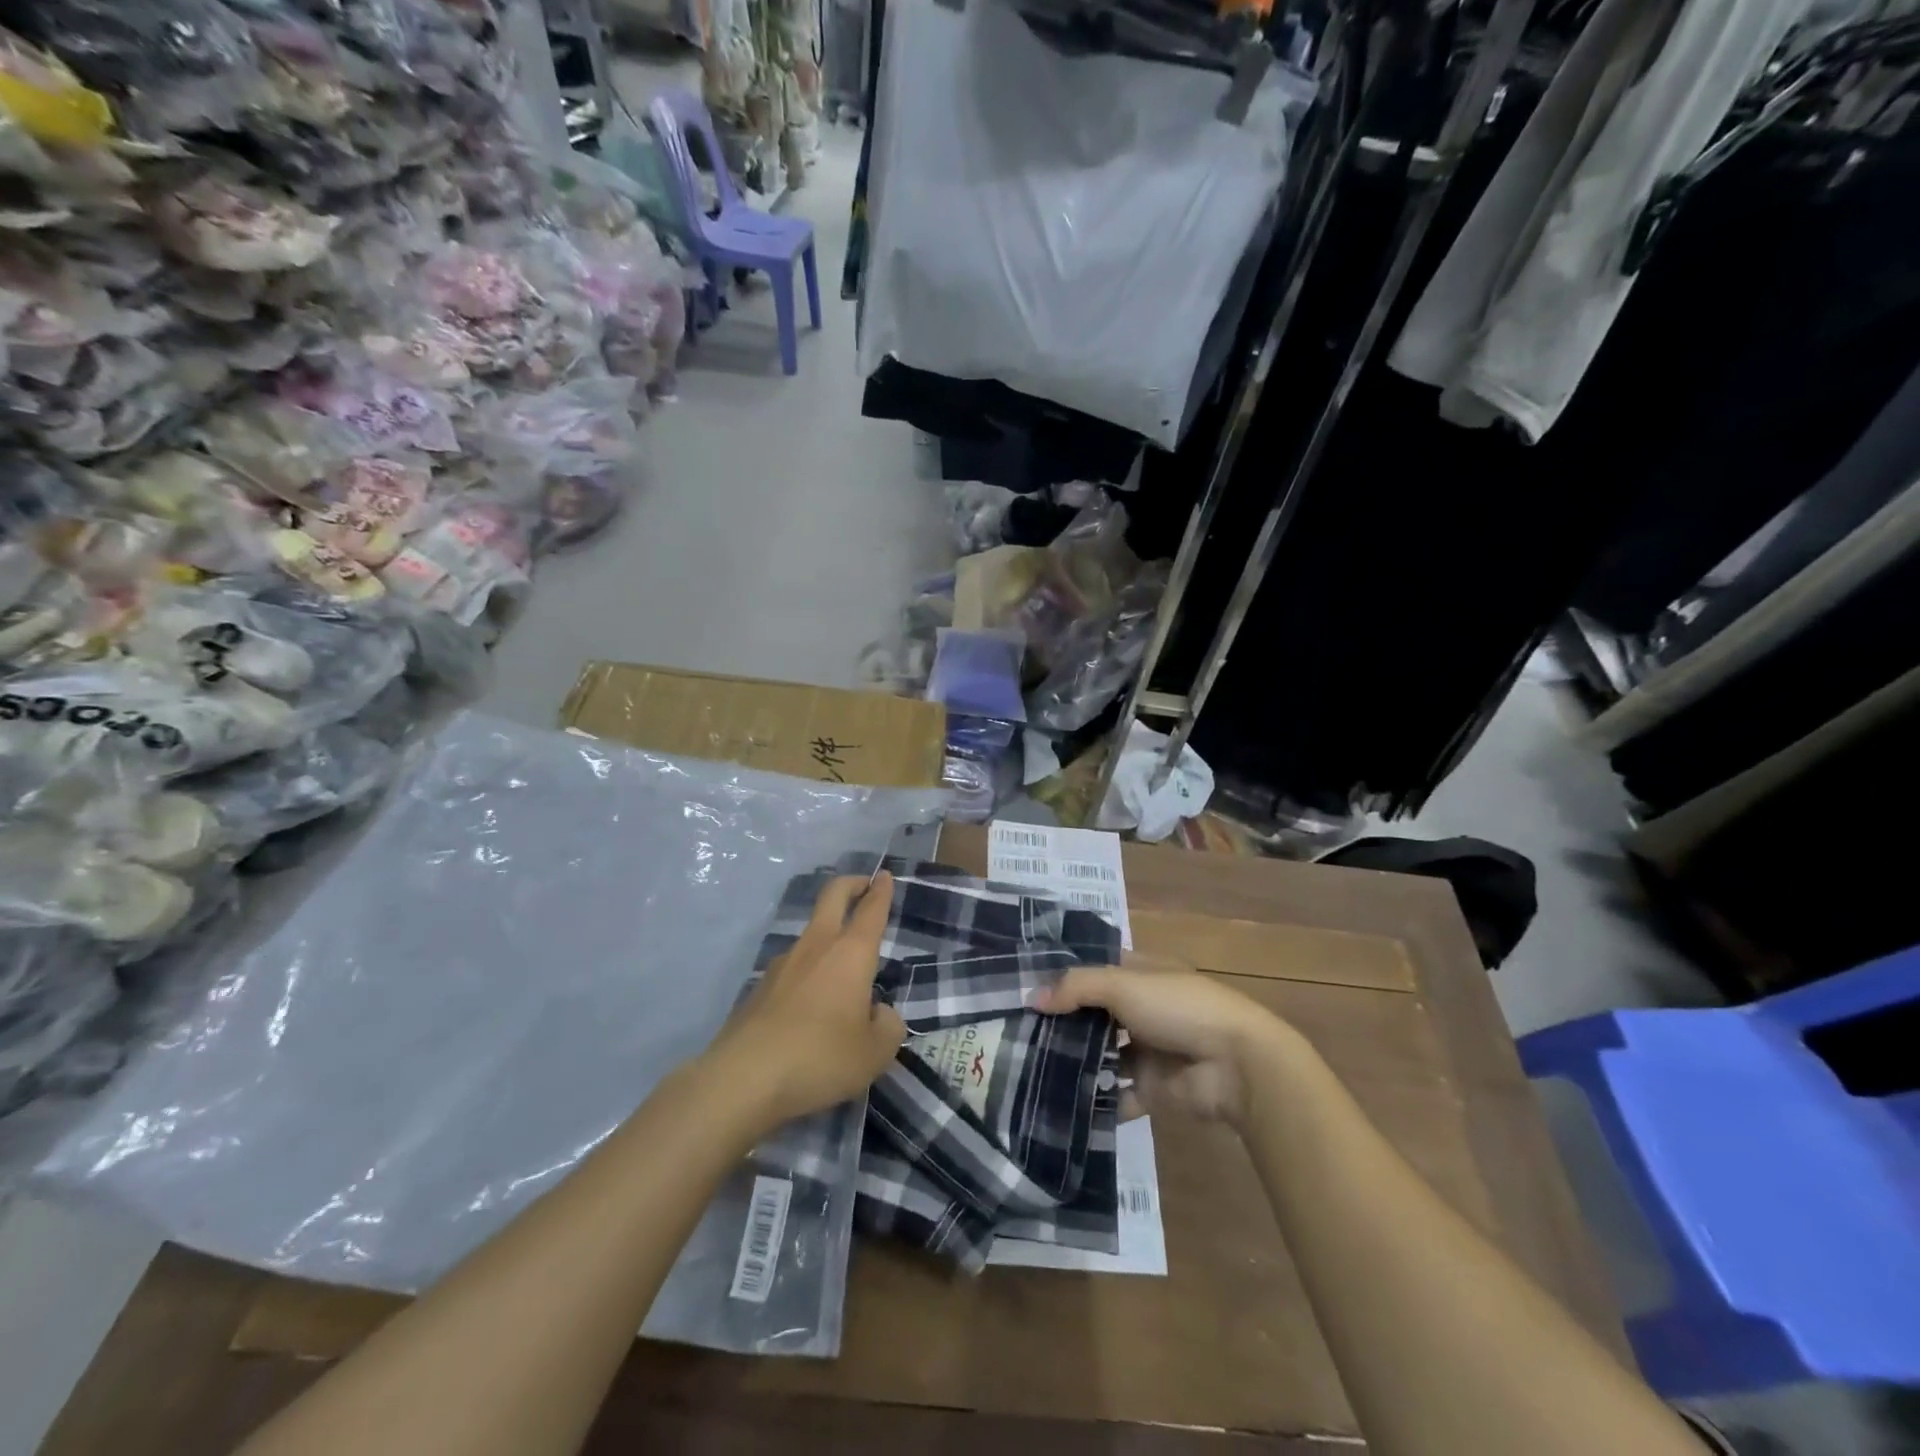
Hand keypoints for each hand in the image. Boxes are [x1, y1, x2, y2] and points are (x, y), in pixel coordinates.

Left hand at [708, 872, 905, 1129]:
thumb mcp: (874, 1052)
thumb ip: (887, 1026)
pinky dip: (808, 972)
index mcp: (851, 953)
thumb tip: (878, 1012)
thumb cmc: (820, 1057)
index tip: (884, 876)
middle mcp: (817, 946)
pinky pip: (793, 969)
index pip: (871, 909)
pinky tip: (811, 1005)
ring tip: (843, 966)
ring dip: (828, 933)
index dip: (881, 891)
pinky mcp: (759, 989)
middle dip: (851, 885)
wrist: (743, 1079)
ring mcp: (783, 964)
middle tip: (864, 884)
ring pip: (811, 933)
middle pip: (833, 897)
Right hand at [1034, 959, 1293, 1127]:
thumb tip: (1032, 999)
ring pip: (1103, 1054)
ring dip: (1075, 1060)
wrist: (1236, 1066)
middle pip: (1094, 1012)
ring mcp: (1148, 1049)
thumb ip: (1076, 988)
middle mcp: (1142, 1008)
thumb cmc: (1179, 1008)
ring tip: (1028, 1067)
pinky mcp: (1153, 1089)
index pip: (1095, 967)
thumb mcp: (1123, 984)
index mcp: (1141, 973)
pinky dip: (1096, 1100)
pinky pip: (1118, 1095)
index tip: (1023, 983)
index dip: (1064, 974)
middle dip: (1062, 1021)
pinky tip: (1058, 1103)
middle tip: (1015, 1030)